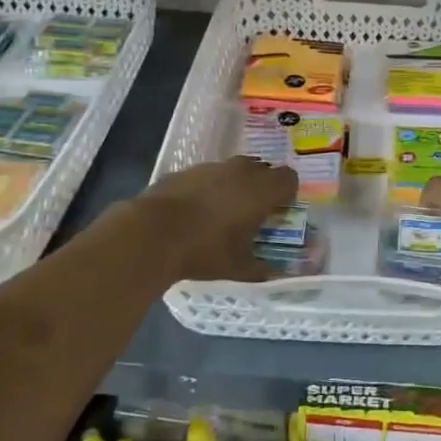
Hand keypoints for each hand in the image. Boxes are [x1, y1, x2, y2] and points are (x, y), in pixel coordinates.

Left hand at [134, 157, 297, 282]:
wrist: (151, 232)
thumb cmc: (204, 249)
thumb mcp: (237, 268)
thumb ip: (260, 268)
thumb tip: (272, 273)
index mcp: (261, 191)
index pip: (289, 179)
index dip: (287, 194)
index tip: (279, 211)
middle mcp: (241, 171)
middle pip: (263, 169)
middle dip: (262, 186)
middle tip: (253, 211)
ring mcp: (212, 167)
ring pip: (234, 169)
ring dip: (235, 184)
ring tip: (223, 210)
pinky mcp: (186, 170)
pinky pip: (207, 175)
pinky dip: (209, 187)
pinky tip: (196, 210)